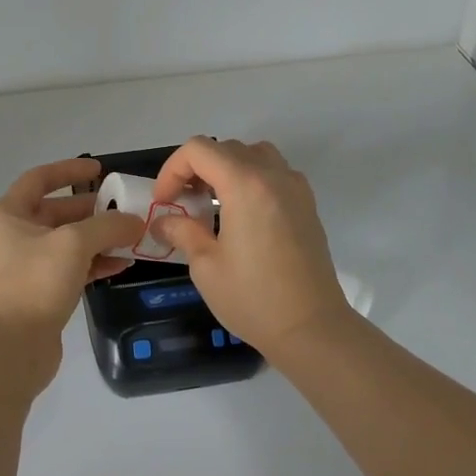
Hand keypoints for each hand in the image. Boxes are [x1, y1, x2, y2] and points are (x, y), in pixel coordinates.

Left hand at [0, 158, 143, 378]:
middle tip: (125, 209)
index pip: (40, 179)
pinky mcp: (39, 294)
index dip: (70, 170)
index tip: (100, 169)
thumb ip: (108, 225)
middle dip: (92, 210)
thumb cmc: (34, 283)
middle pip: (57, 212)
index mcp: (8, 214)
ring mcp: (25, 267)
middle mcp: (12, 236)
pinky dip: (94, 264)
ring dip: (98, 239)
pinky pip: (70, 269)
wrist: (9, 349)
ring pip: (67, 243)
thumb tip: (135, 221)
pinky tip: (122, 265)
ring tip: (131, 238)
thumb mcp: (74, 243)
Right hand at [151, 138, 355, 354]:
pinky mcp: (307, 205)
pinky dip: (252, 179)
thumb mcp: (206, 266)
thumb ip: (182, 232)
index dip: (172, 170)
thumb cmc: (253, 298)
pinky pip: (274, 173)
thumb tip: (163, 221)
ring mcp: (295, 187)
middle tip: (183, 203)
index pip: (199, 150)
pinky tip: (242, 215)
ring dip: (227, 168)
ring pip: (254, 154)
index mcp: (245, 184)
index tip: (164, 202)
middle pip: (226, 148)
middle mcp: (273, 175)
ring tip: (213, 202)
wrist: (311, 327)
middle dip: (196, 169)